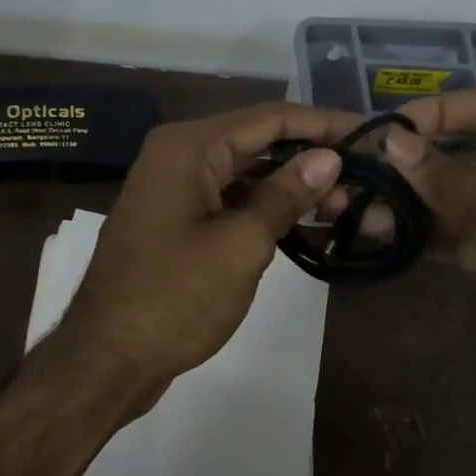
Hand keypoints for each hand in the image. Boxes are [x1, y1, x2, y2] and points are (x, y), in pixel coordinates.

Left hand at [60, 102, 359, 401]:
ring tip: (344, 204)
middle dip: (310, 157)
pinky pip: (229, 199)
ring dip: (290, 185)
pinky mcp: (176, 219)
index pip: (270, 118)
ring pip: (245, 172)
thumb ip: (285, 195)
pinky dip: (264, 207)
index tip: (370, 134)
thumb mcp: (240, 245)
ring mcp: (174, 188)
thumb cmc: (174, 298)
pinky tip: (304, 221)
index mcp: (189, 147)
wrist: (105, 358)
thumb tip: (329, 158)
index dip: (323, 123)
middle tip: (365, 178)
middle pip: (257, 141)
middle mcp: (178, 155)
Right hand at [382, 89, 475, 377]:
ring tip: (362, 208)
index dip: (441, 110)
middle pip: (467, 153)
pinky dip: (425, 235)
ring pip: (457, 199)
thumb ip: (452, 174)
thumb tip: (394, 142)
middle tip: (366, 171)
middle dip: (417, 162)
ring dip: (413, 202)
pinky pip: (458, 235)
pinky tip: (386, 237)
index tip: (393, 130)